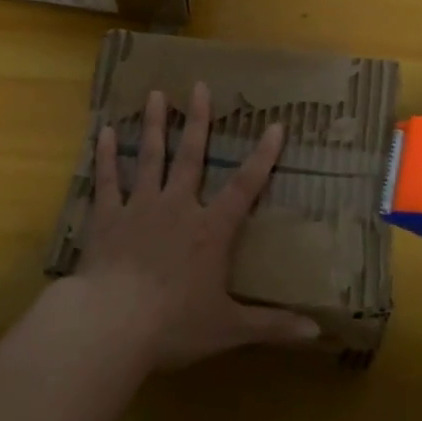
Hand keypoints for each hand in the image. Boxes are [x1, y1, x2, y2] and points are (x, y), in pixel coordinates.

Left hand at [75, 82, 319, 369]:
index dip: (263, 157)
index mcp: (210, 231)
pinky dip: (106, 156)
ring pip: (150, 157)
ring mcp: (139, 208)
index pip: (244, 187)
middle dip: (198, 121)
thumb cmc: (174, 325)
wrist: (112, 323)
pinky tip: (103, 131)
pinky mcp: (107, 217)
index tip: (275, 126)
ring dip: (153, 125)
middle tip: (199, 87)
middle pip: (191, 156)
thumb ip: (272, 326)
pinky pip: (108, 180)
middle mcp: (177, 207)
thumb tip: (317, 334)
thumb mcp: (229, 328)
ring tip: (156, 94)